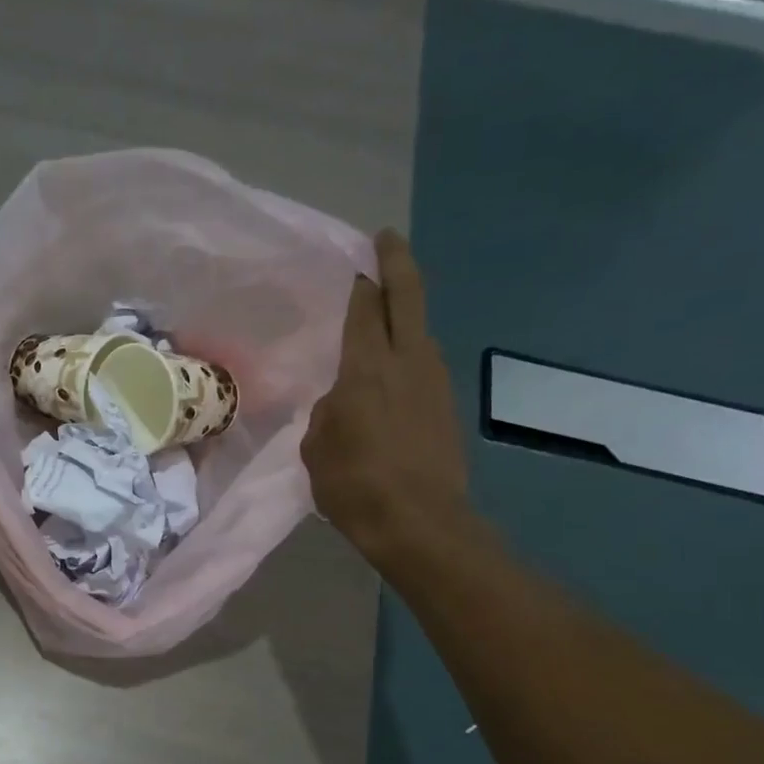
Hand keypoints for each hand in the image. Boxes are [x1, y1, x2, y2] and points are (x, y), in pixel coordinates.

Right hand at [302, 230, 470, 566]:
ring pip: (421, 330)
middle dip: (397, 262)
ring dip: (405, 312)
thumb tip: (341, 403)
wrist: (420, 524)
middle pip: (408, 297)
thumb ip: (326, 413)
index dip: (360, 281)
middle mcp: (408, 361)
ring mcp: (435, 382)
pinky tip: (393, 369)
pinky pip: (424, 364)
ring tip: (385, 311)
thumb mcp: (316, 447)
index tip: (357, 260)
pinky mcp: (446, 407)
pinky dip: (409, 352)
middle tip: (386, 240)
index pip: (365, 308)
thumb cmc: (355, 485)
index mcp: (367, 368)